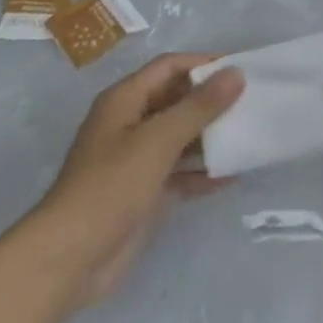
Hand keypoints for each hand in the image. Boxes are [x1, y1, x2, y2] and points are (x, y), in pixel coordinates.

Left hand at [34, 53, 243, 304]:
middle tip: (252, 103)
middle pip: (175, 100)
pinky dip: (202, 172)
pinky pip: (179, 172)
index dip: (203, 64)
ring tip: (249, 135)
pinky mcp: (144, 192)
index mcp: (124, 100)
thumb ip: (198, 107)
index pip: (169, 67)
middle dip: (211, 100)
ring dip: (210, 136)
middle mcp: (130, 123)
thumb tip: (235, 72)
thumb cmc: (111, 187)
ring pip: (180, 137)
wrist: (70, 259)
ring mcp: (136, 160)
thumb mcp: (158, 141)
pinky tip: (232, 176)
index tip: (242, 69)